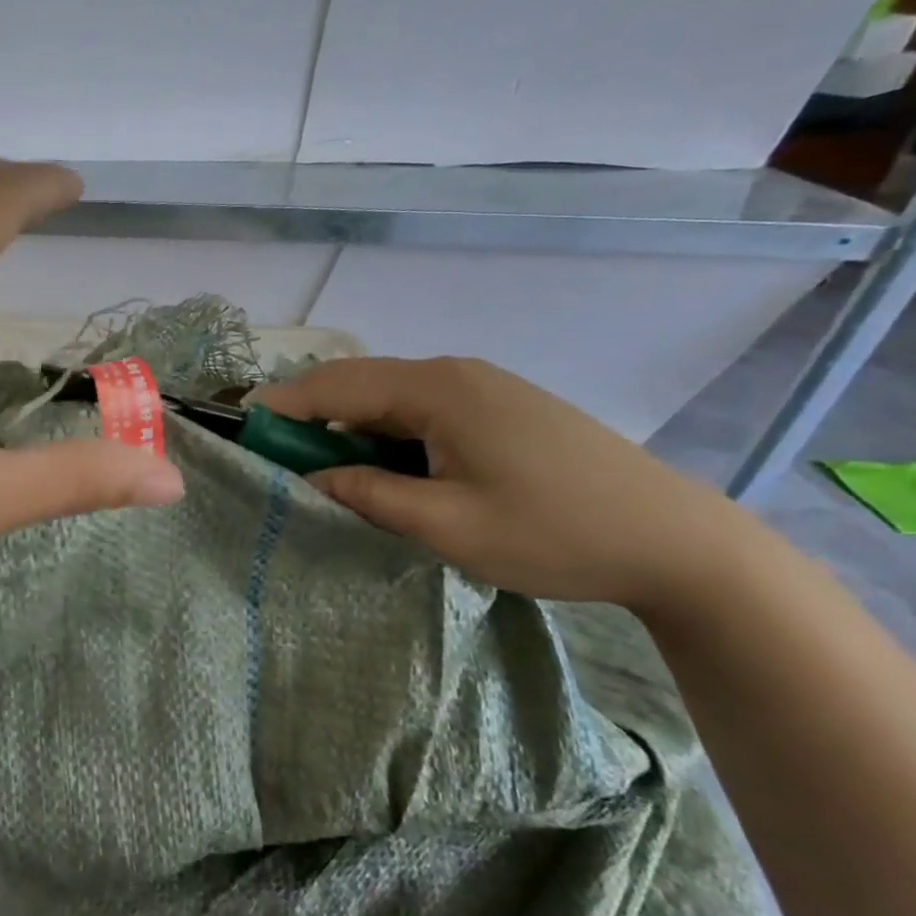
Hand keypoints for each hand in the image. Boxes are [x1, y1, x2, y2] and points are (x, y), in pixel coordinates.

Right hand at [251, 356, 753, 611]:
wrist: (678, 542)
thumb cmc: (554, 533)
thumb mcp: (446, 525)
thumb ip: (367, 493)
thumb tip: (310, 477)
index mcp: (437, 391)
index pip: (334, 386)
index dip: (281, 405)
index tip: (238, 427)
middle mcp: (454, 373)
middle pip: (357, 381)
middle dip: (307, 412)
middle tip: (271, 453)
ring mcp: (481, 386)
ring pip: (387, 395)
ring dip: (346, 423)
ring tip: (317, 464)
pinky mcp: (499, 407)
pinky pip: (418, 408)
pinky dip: (383, 430)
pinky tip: (380, 464)